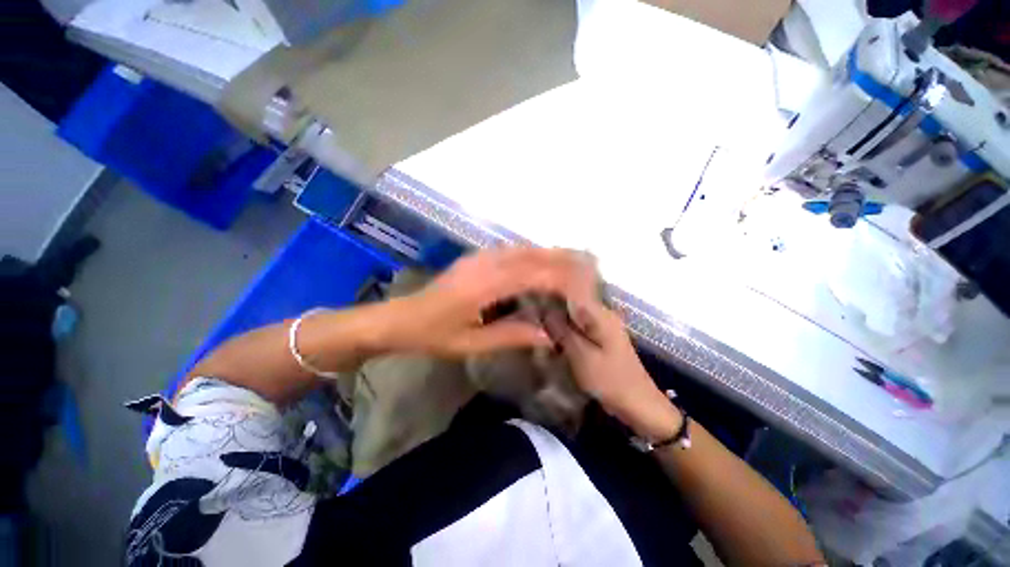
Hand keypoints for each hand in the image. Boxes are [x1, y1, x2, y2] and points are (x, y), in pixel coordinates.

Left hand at [388, 247, 595, 356]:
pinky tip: (539, 260)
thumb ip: (511, 336)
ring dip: (547, 253)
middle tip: (586, 263)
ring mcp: (479, 258)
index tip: (582, 286)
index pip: (532, 276)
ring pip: (521, 249)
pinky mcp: (475, 258)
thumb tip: (547, 335)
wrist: (402, 318)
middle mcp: (485, 264)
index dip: (560, 279)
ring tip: (570, 259)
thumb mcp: (472, 343)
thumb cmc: (435, 334)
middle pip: (530, 255)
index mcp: (484, 285)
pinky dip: (530, 253)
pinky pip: (509, 250)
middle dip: (560, 258)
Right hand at [545, 299, 682, 440]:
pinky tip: (555, 340)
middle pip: (572, 305)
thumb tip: (544, 311)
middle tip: (533, 320)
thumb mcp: (580, 355)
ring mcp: (604, 327)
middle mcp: (603, 315)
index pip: (571, 294)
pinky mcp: (603, 339)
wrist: (639, 405)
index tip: (531, 304)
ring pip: (575, 318)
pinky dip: (568, 333)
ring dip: (559, 323)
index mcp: (601, 314)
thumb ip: (561, 331)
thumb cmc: (609, 380)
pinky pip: (580, 329)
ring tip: (540, 329)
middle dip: (553, 311)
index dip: (550, 297)